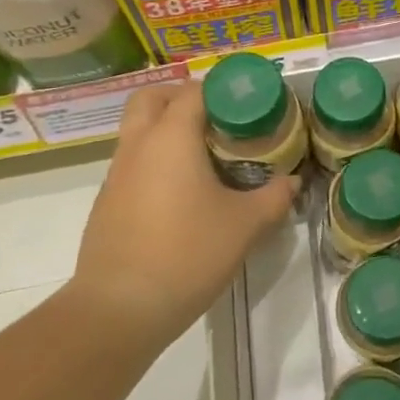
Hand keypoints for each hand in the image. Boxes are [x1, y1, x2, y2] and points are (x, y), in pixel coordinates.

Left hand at [72, 82, 299, 350]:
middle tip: (217, 118)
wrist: (119, 309)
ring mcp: (116, 174)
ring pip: (138, 130)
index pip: (195, 91)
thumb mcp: (245, 226)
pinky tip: (181, 194)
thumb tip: (292, 181)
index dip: (222, 90)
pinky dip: (155, 161)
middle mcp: (138, 145)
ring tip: (205, 156)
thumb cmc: (187, 254)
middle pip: (152, 97)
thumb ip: (274, 197)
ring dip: (166, 129)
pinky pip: (132, 163)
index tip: (248, 104)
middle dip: (182, 97)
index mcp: (171, 137)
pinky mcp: (107, 202)